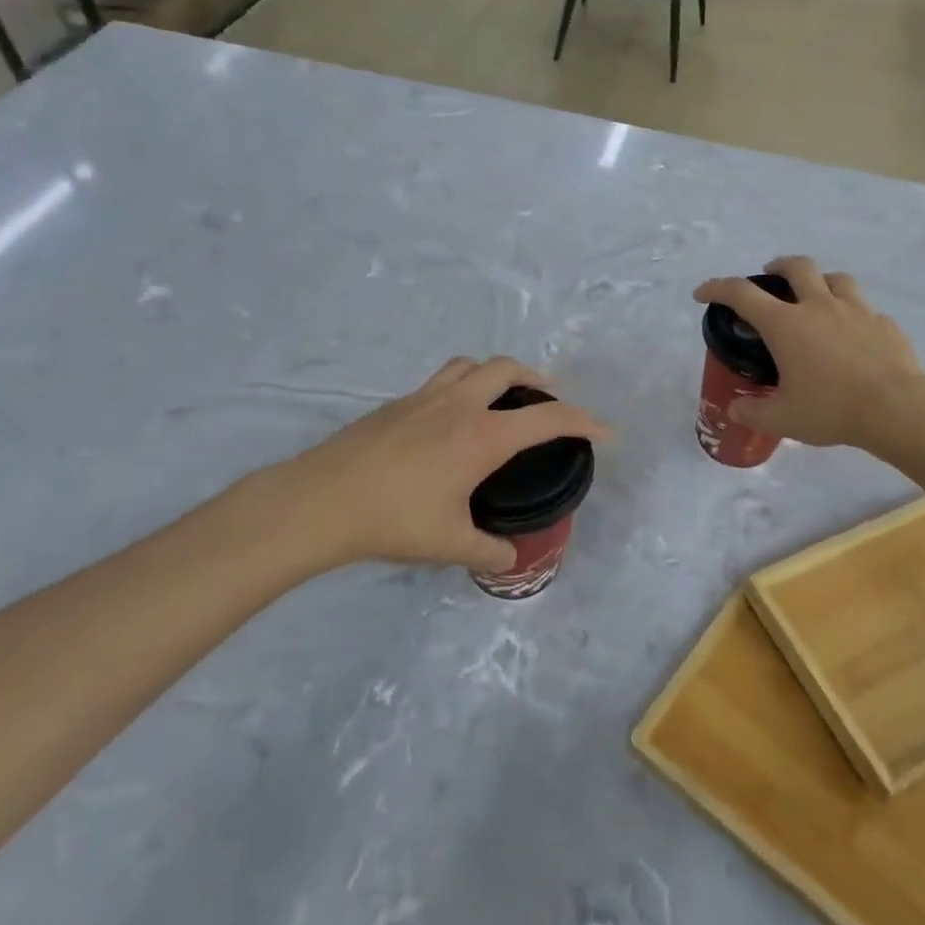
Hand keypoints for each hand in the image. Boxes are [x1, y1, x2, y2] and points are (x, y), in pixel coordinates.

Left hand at [242, 356, 610, 575]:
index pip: (548, 418)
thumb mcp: (449, 544)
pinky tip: (450, 421)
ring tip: (501, 398)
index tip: (605, 432)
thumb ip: (488, 553)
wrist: (320, 501)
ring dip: (496, 373)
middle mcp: (458, 405)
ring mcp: (423, 398)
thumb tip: (509, 560)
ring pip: (470, 365)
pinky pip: (441, 381)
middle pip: (508, 369)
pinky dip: (461, 388)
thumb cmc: (393, 520)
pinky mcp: (395, 404)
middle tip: (547, 401)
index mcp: (482, 436)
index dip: (584, 422)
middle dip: (537, 379)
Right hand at [694, 257, 924, 450]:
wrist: (897, 409)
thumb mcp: (782, 419)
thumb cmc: (831, 409)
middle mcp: (819, 307)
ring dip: (820, 281)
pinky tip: (853, 336)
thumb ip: (753, 413)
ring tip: (816, 298)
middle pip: (796, 266)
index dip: (717, 288)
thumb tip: (735, 410)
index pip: (742, 294)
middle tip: (770, 276)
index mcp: (786, 325)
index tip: (703, 293)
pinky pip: (865, 310)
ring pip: (836, 278)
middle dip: (778, 265)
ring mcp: (857, 311)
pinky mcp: (885, 324)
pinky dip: (853, 316)